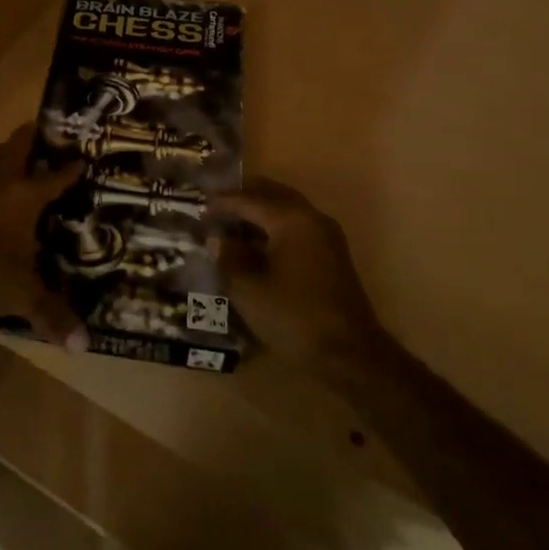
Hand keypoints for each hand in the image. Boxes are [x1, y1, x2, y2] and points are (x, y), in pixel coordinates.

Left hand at [0, 126, 86, 349]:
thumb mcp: (23, 296)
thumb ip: (53, 316)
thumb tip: (84, 345)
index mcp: (24, 197)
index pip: (54, 177)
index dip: (70, 169)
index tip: (83, 159)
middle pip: (16, 148)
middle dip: (31, 139)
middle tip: (44, 134)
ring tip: (6, 153)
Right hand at [212, 177, 382, 376]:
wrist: (350, 355)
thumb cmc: (294, 316)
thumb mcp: (249, 289)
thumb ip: (229, 258)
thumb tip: (217, 239)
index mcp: (291, 219)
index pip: (249, 199)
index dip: (222, 201)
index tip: (198, 204)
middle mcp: (311, 218)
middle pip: (273, 195)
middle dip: (244, 196)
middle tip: (216, 202)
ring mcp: (326, 237)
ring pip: (287, 209)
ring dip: (260, 211)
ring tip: (232, 221)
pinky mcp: (332, 256)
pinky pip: (297, 226)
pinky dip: (275, 226)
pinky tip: (256, 243)